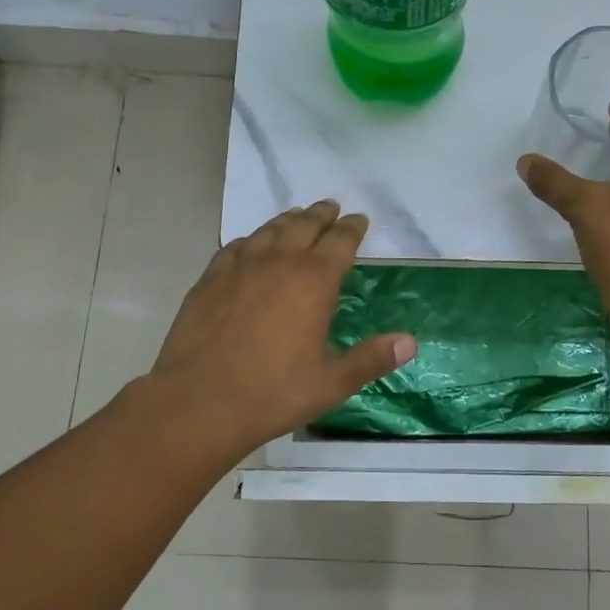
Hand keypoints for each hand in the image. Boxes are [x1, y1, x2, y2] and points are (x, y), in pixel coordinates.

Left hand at [149, 200, 415, 455]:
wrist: (200, 401)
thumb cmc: (274, 392)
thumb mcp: (332, 382)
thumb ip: (372, 359)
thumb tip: (410, 342)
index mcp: (314, 281)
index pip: (340, 242)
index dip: (352, 228)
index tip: (359, 219)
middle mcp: (279, 262)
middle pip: (304, 225)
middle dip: (321, 215)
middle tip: (330, 207)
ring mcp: (240, 268)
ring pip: (269, 231)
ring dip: (287, 220)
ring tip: (296, 216)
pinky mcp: (210, 279)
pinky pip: (235, 247)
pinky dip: (250, 240)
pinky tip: (251, 244)